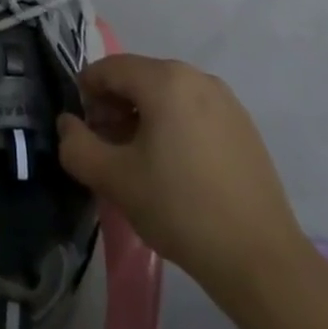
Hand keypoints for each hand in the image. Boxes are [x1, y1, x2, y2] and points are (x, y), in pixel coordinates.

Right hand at [58, 54, 308, 294]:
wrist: (261, 260)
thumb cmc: (181, 209)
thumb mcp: (117, 181)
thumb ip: (78, 147)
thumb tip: (66, 124)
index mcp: (165, 78)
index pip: (110, 68)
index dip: (87, 92)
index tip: (81, 127)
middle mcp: (195, 75)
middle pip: (140, 78)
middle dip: (115, 107)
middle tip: (106, 147)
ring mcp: (224, 99)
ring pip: (168, 95)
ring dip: (144, 118)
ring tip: (139, 162)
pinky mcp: (243, 125)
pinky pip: (194, 111)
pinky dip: (174, 126)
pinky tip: (175, 169)